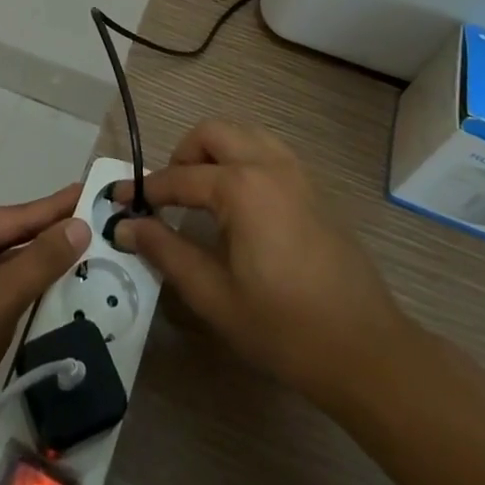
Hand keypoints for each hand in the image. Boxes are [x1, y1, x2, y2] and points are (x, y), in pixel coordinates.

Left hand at [0, 185, 91, 457]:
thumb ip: (41, 260)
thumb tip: (78, 224)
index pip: (17, 215)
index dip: (57, 207)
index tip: (87, 190)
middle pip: (3, 238)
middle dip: (44, 238)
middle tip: (87, 230)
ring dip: (26, 268)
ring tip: (66, 260)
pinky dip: (6, 291)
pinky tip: (28, 298)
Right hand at [113, 120, 411, 412]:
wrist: (366, 351)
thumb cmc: (284, 327)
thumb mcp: (214, 295)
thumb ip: (166, 251)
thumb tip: (126, 225)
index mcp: (241, 187)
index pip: (179, 178)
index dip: (145, 189)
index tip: (118, 199)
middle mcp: (269, 165)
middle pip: (213, 133)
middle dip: (183, 154)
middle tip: (167, 193)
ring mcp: (297, 173)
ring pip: (245, 134)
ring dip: (215, 150)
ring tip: (200, 191)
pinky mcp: (314, 188)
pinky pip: (269, 151)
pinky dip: (243, 158)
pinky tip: (238, 201)